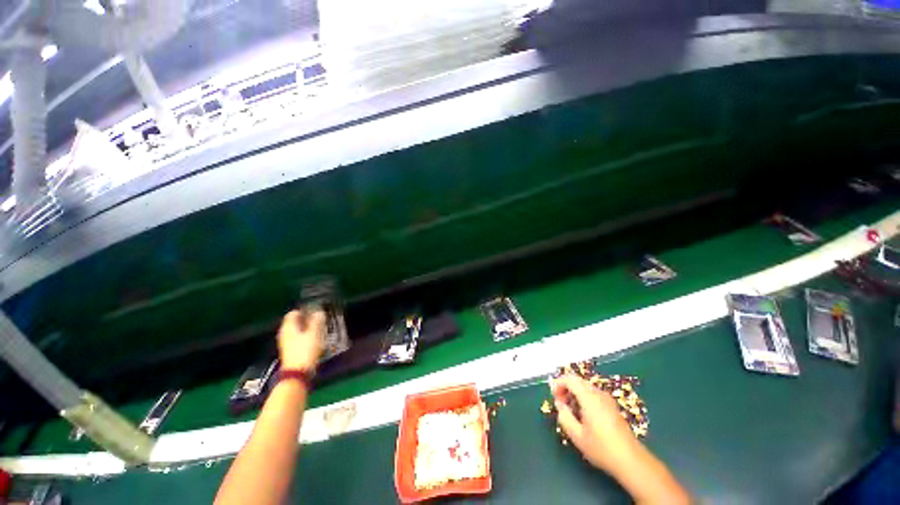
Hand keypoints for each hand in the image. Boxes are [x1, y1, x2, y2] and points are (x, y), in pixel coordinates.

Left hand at [277, 309, 324, 370]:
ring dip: (307, 328)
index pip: (294, 313)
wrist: (298, 372)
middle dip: (307, 319)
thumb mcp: (314, 333)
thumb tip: (319, 312)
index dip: (305, 310)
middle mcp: (284, 333)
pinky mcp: (290, 351)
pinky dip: (306, 337)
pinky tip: (315, 340)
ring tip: (320, 329)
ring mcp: (286, 343)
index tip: (315, 310)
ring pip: (297, 331)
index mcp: (288, 326)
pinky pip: (298, 339)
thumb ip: (317, 321)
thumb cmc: (306, 350)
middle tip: (319, 319)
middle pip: (295, 322)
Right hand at [550, 373, 640, 472]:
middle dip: (566, 387)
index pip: (570, 379)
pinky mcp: (612, 406)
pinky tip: (583, 414)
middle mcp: (599, 394)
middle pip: (578, 381)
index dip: (558, 383)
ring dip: (574, 392)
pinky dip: (583, 397)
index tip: (553, 396)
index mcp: (589, 398)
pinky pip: (593, 394)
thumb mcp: (577, 436)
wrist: (631, 460)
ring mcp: (607, 399)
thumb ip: (564, 416)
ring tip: (570, 409)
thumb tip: (560, 404)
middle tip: (560, 402)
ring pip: (586, 387)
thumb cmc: (602, 448)